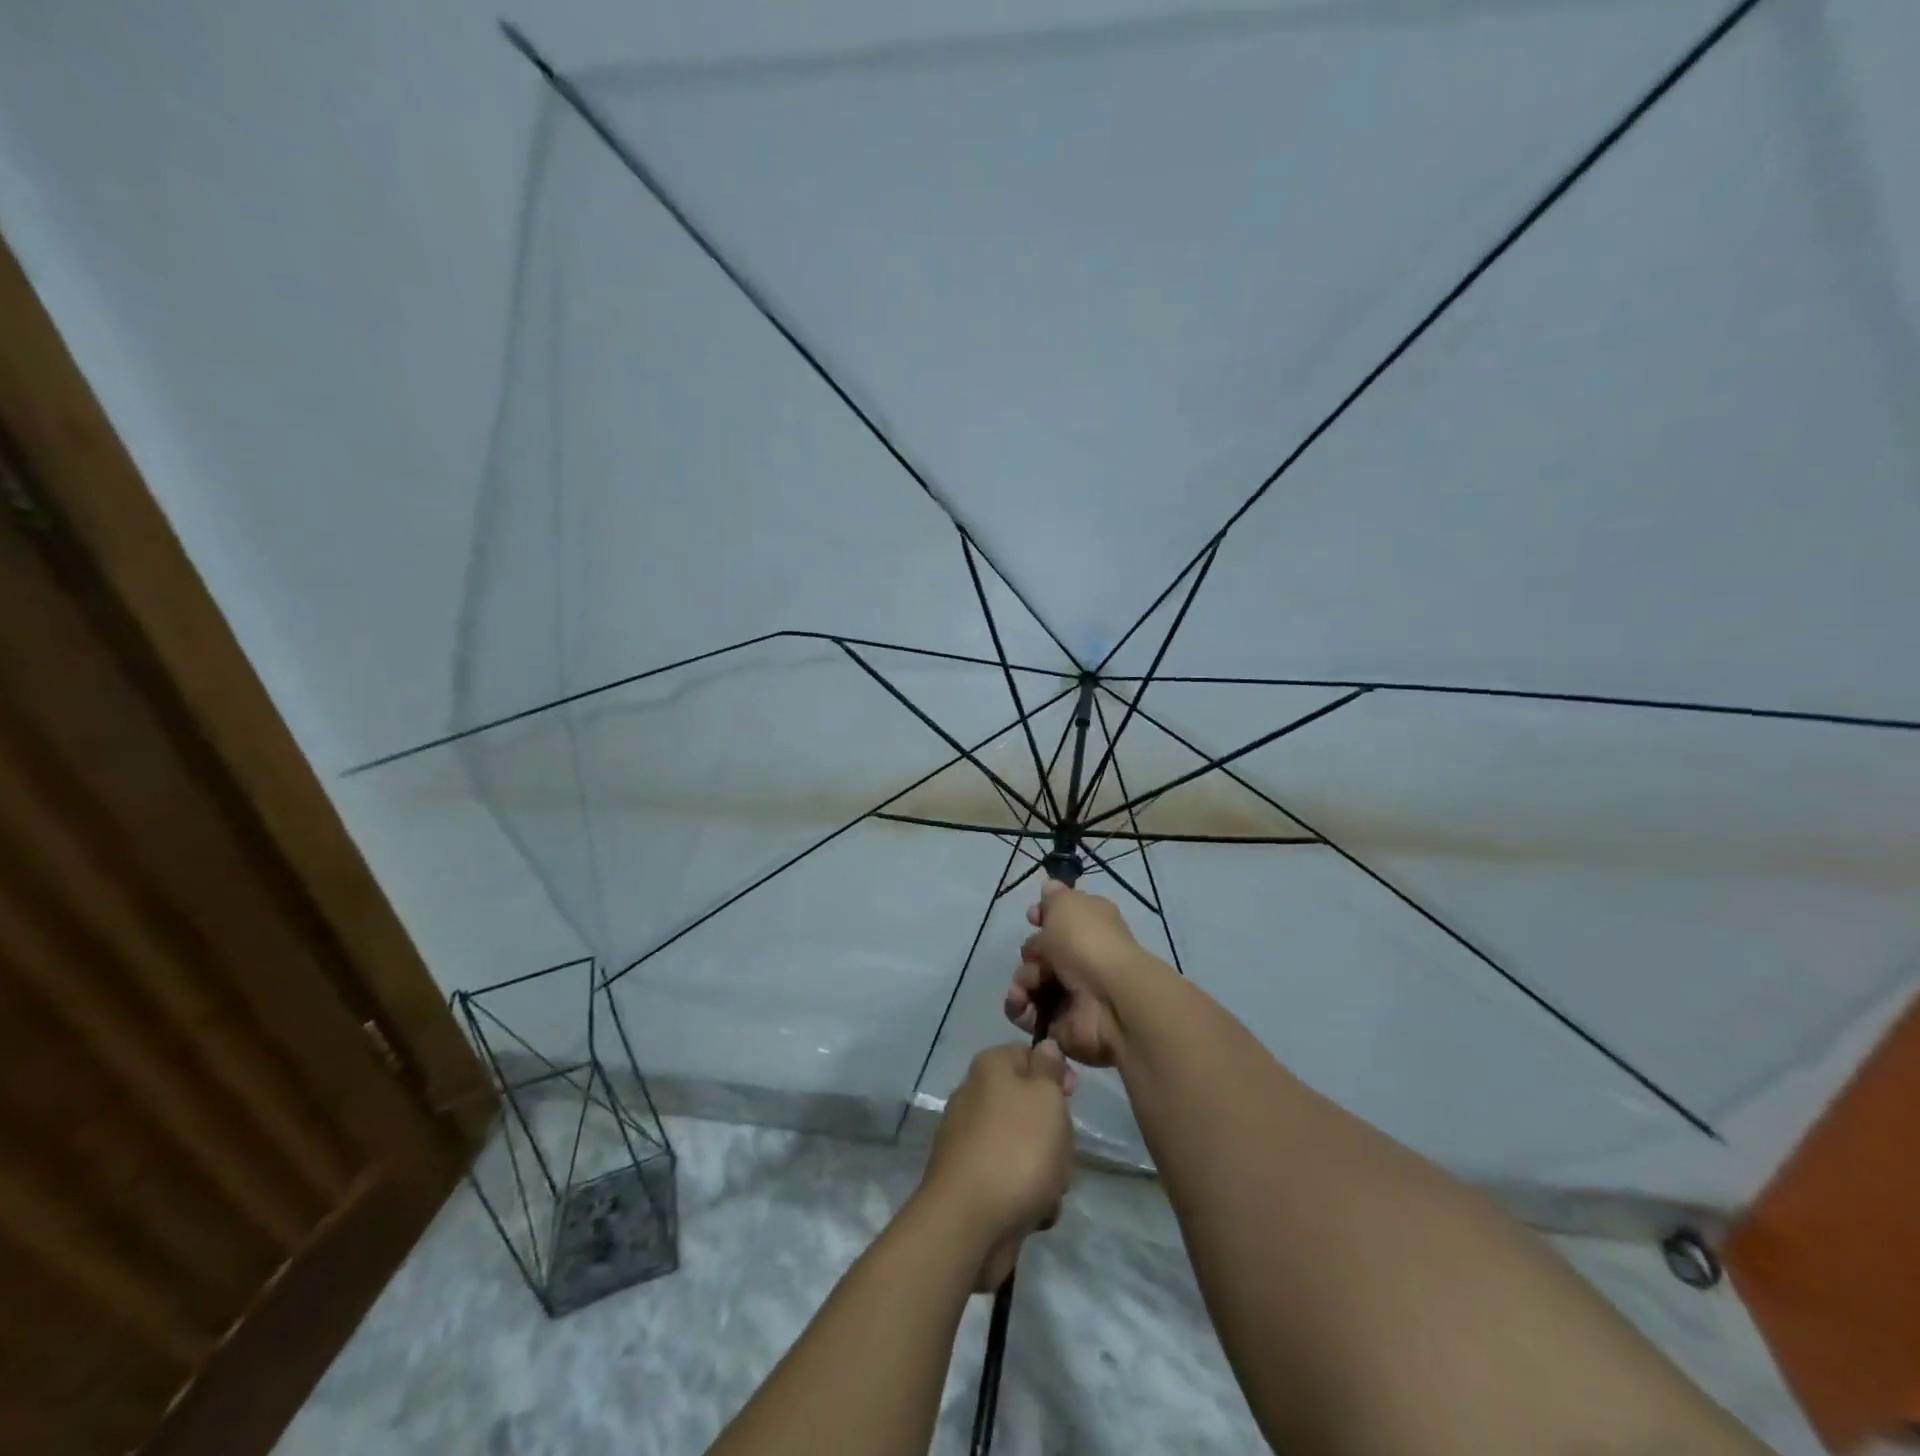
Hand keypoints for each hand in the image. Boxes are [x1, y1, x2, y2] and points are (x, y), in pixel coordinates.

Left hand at [917, 1042, 1074, 1289]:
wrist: (969, 1223)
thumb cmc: (1016, 1149)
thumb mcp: (1045, 1097)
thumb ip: (1049, 1069)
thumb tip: (1044, 1046)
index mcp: (990, 1069)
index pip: (1028, 1055)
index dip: (1055, 1073)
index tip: (1073, 1096)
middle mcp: (975, 1098)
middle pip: (1031, 1106)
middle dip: (1054, 1133)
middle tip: (1060, 1150)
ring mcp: (971, 1142)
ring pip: (1026, 1146)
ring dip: (1047, 1170)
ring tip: (1048, 1189)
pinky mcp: (973, 1182)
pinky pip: (1013, 1180)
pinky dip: (1028, 1195)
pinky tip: (1033, 1212)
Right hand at [1005, 879, 1160, 1066]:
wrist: (1110, 999)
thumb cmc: (1087, 942)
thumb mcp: (1066, 905)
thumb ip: (1053, 896)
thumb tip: (1049, 885)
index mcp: (1089, 925)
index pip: (1060, 919)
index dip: (1042, 917)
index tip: (1032, 918)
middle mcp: (1081, 957)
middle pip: (1040, 952)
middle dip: (1030, 953)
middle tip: (1035, 958)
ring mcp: (1071, 992)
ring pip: (1030, 982)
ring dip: (1022, 980)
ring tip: (1026, 985)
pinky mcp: (1060, 1023)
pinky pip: (1028, 1013)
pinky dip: (1019, 1006)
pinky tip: (1021, 1001)